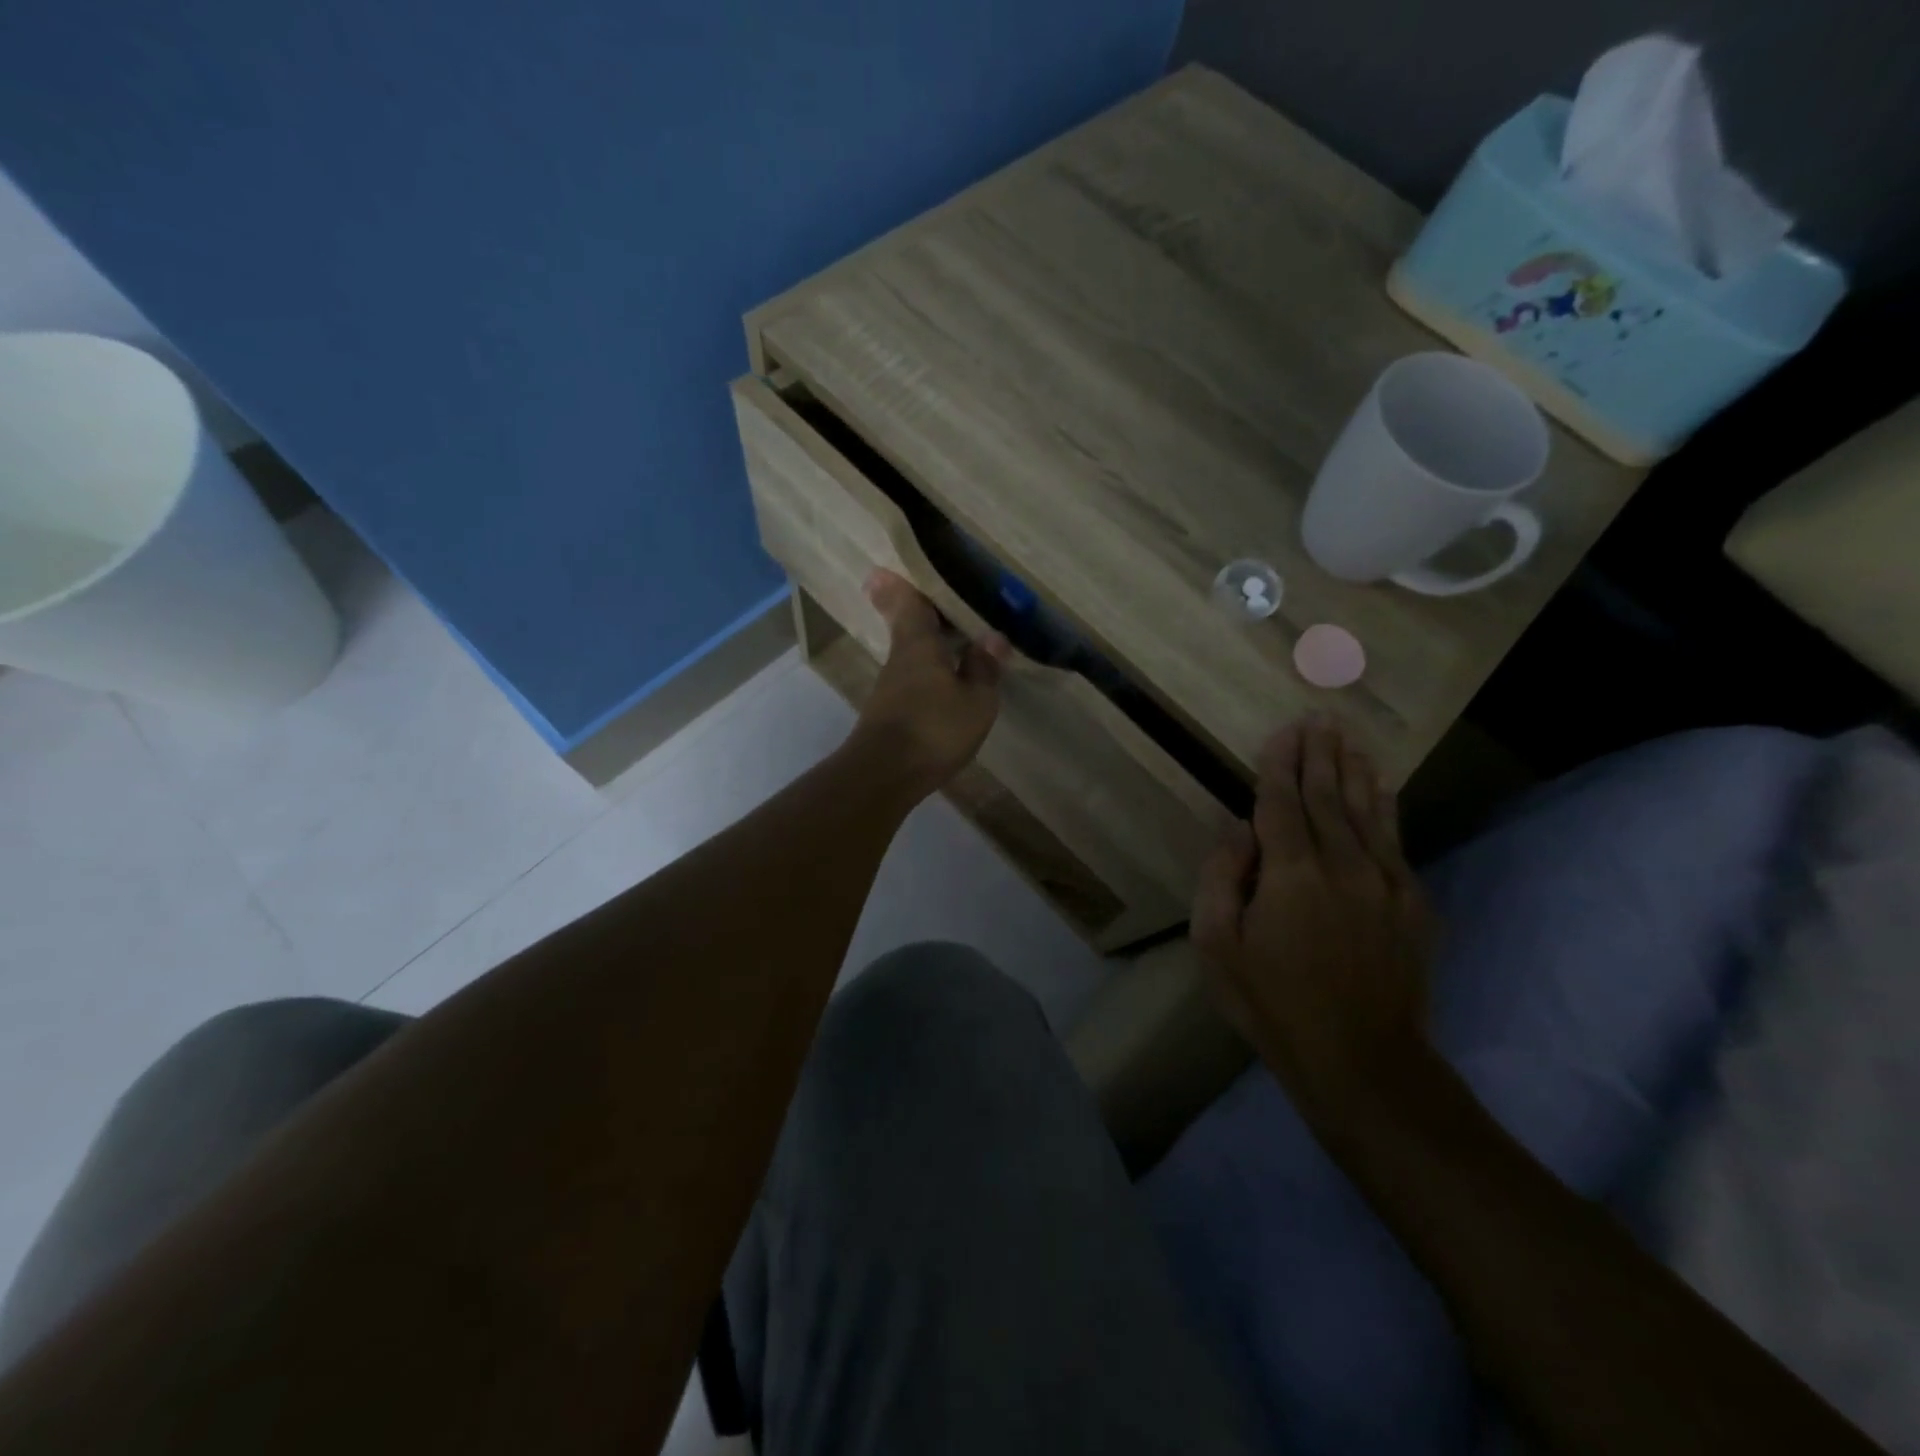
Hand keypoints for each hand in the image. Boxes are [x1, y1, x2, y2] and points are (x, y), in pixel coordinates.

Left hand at [849, 569, 1009, 796]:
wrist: (885, 775)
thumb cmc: (933, 729)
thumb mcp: (975, 701)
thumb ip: (984, 668)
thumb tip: (992, 637)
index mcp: (918, 643)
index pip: (908, 602)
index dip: (902, 585)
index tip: (889, 569)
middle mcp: (900, 659)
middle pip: (908, 626)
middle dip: (921, 613)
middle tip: (943, 603)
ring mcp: (891, 687)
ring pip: (911, 653)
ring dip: (929, 645)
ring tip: (959, 641)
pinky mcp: (890, 713)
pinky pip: (913, 678)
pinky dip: (930, 672)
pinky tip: (948, 682)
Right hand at [1192, 717, 1435, 1127]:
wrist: (1362, 1060)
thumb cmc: (1272, 1003)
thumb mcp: (1217, 946)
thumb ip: (1221, 878)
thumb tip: (1236, 827)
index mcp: (1289, 874)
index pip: (1280, 803)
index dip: (1279, 765)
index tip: (1282, 731)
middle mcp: (1341, 865)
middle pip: (1327, 796)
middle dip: (1318, 755)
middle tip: (1318, 717)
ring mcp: (1384, 882)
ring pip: (1366, 811)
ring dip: (1354, 770)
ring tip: (1348, 737)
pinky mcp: (1412, 903)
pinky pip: (1396, 840)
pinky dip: (1387, 807)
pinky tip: (1383, 787)